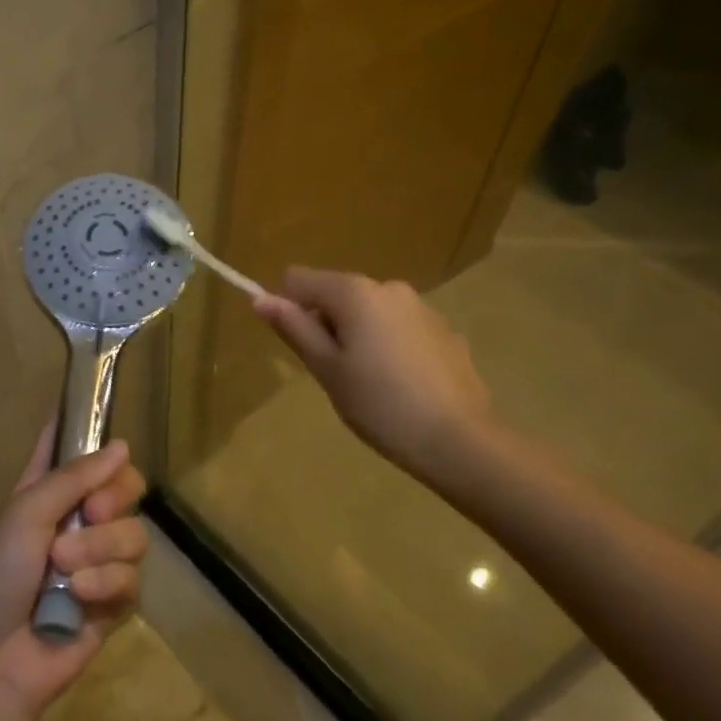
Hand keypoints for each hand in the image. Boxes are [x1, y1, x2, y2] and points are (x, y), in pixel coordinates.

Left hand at [0, 424, 148, 720]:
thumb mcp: (26, 512)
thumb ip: (74, 477)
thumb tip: (123, 445)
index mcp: (48, 491)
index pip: (76, 448)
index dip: (91, 434)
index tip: (108, 434)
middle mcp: (77, 519)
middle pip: (124, 486)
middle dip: (115, 496)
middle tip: (92, 512)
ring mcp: (98, 561)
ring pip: (134, 533)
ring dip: (101, 547)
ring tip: (65, 565)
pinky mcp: (112, 602)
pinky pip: (133, 577)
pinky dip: (107, 583)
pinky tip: (80, 596)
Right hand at [255, 267, 493, 486]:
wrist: (460, 441)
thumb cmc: (380, 404)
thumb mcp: (326, 369)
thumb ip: (294, 328)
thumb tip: (259, 299)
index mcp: (354, 292)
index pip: (299, 279)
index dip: (288, 308)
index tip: (301, 347)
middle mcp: (389, 287)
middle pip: (336, 293)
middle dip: (327, 324)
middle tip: (336, 373)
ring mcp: (422, 307)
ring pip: (370, 311)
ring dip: (359, 335)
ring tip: (371, 383)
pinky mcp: (446, 331)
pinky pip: (400, 327)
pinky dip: (390, 346)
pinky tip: (402, 386)